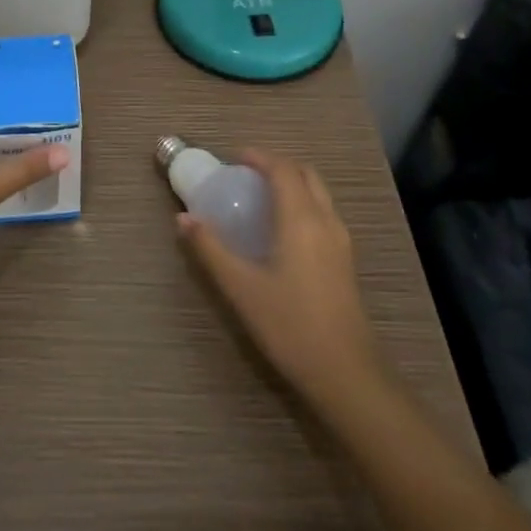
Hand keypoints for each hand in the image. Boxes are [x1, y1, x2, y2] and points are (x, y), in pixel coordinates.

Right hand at [177, 149, 383, 408]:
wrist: (346, 373)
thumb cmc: (290, 325)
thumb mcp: (241, 287)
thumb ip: (210, 249)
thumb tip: (183, 219)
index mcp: (301, 219)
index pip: (283, 170)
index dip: (259, 157)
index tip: (234, 158)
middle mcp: (326, 221)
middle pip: (306, 175)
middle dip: (277, 166)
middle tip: (246, 176)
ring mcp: (341, 242)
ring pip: (318, 194)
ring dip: (292, 184)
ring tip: (260, 199)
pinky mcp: (345, 262)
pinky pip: (323, 214)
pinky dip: (302, 204)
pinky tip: (281, 231)